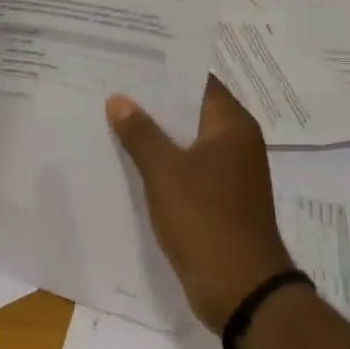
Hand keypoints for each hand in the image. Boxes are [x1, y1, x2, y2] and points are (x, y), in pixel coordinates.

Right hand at [107, 77, 293, 333]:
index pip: (196, 81)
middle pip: (188, 109)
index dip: (163, 69)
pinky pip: (184, 168)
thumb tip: (118, 99)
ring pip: (184, 140)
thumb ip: (140, 133)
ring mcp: (227, 173)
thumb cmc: (206, 220)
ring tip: (109, 115)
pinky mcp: (216, 199)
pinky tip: (125, 158)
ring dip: (152, 133)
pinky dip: (159, 161)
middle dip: (151, 101)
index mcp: (232, 126)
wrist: (240, 291)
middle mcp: (234, 143)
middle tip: (109, 84)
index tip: (127, 58)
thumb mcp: (165, 172)